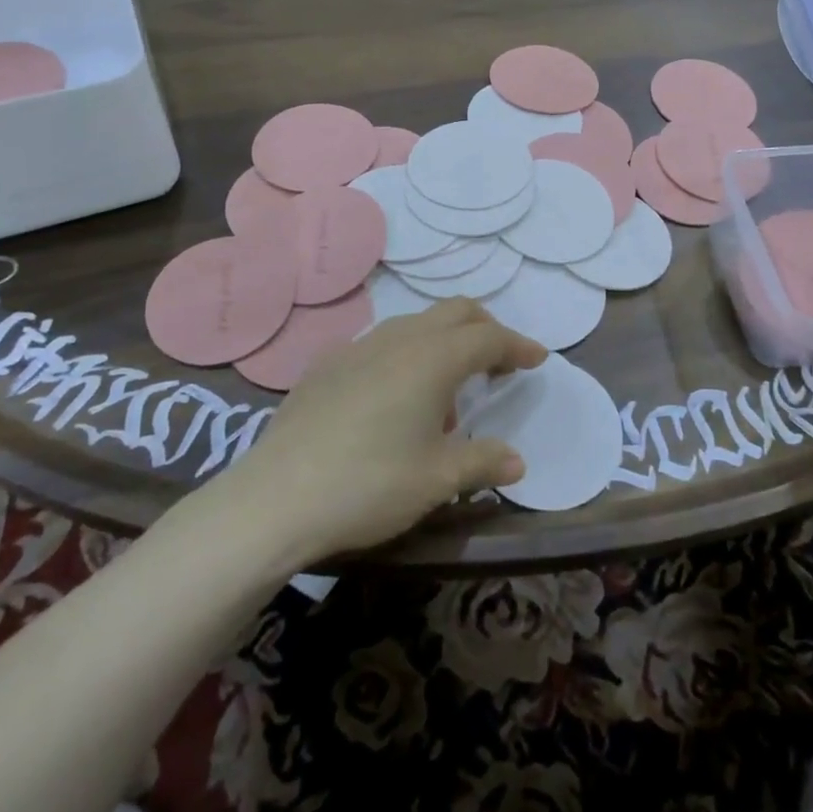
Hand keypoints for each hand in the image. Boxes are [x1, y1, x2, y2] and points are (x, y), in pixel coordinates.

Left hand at [233, 300, 544, 560]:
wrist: (275, 499)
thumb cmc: (369, 485)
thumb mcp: (437, 479)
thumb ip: (482, 462)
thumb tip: (516, 462)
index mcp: (432, 359)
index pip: (488, 337)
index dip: (517, 346)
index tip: (537, 360)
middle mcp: (398, 340)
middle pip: (454, 312)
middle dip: (485, 329)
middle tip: (499, 364)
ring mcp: (357, 348)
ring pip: (415, 324)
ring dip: (444, 343)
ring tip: (446, 395)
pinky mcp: (326, 365)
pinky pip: (381, 344)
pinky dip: (406, 356)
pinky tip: (394, 400)